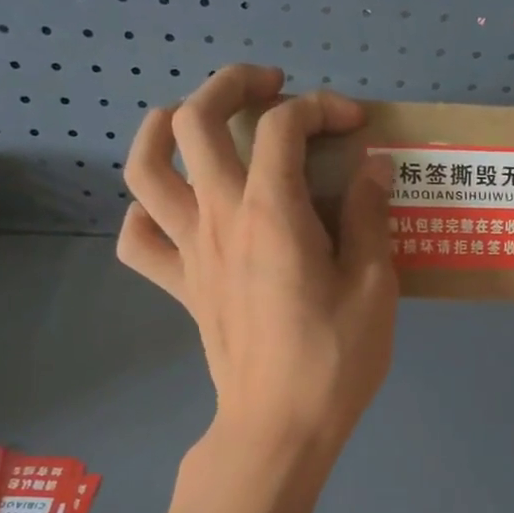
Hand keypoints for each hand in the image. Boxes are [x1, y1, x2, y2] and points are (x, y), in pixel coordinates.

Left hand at [116, 64, 397, 459]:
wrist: (279, 426)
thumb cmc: (335, 359)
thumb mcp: (374, 286)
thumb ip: (370, 218)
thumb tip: (371, 168)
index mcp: (272, 213)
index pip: (283, 126)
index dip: (321, 107)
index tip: (355, 124)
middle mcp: (220, 218)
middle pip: (194, 121)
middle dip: (231, 85)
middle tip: (269, 88)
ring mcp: (191, 251)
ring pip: (144, 169)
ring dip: (163, 128)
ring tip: (195, 120)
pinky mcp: (181, 286)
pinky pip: (139, 240)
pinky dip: (145, 212)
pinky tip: (175, 209)